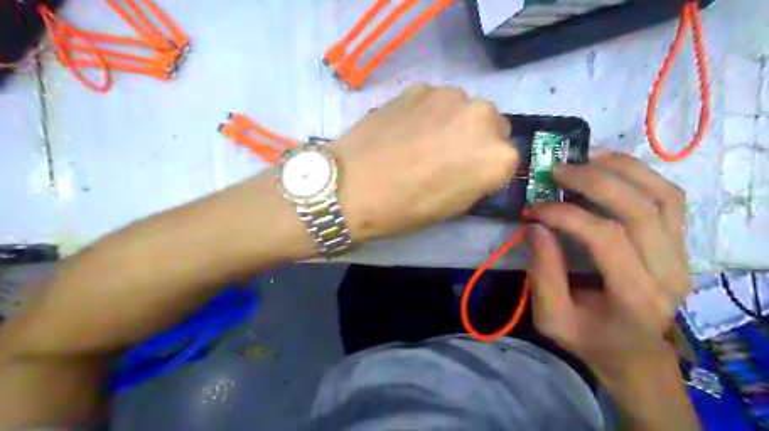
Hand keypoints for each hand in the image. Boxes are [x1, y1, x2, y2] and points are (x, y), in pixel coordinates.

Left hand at [330, 85, 516, 241]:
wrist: (352, 186)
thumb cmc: (406, 208)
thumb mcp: (453, 206)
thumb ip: (476, 178)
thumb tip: (473, 164)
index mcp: (497, 156)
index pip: (506, 159)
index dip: (486, 169)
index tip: (467, 177)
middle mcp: (482, 117)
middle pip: (491, 126)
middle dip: (476, 140)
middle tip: (447, 157)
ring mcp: (450, 96)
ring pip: (464, 109)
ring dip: (453, 122)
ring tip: (421, 142)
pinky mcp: (420, 87)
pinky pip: (435, 100)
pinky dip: (428, 113)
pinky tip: (404, 129)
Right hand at [529, 154, 690, 380]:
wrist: (635, 353)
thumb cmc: (589, 339)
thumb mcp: (552, 318)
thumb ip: (543, 274)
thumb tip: (537, 226)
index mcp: (636, 298)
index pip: (607, 238)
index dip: (567, 215)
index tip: (534, 207)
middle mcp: (668, 273)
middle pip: (640, 209)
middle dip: (594, 181)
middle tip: (557, 170)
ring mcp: (681, 256)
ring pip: (663, 196)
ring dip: (622, 169)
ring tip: (585, 158)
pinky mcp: (679, 245)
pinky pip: (669, 199)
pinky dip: (641, 175)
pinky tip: (611, 166)